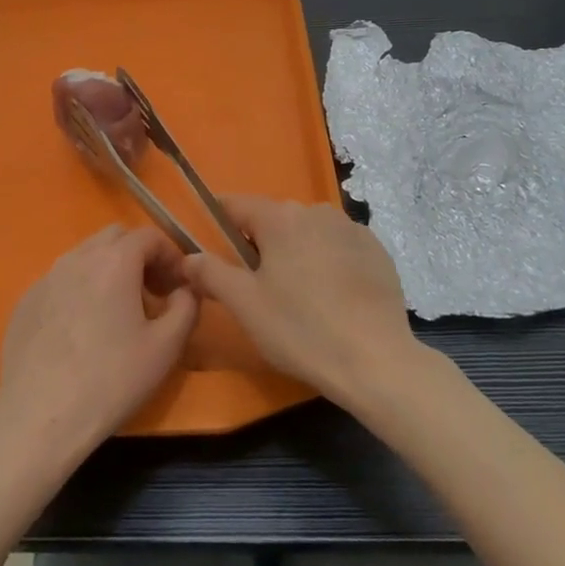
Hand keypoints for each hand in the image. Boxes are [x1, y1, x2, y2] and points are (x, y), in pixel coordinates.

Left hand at [0, 224, 197, 460]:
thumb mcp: (166, 347)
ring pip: (85, 256)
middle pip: (114, 237)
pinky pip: (61, 281)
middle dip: (138, 256)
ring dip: (108, 270)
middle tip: (150, 293)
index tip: (178, 285)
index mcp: (114, 260)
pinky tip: (81, 331)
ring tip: (116, 313)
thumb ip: (186, 306)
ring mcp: (46, 277)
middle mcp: (78, 257)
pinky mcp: (26, 301)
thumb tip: (185, 290)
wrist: (40, 418)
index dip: (170, 255)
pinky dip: (79, 290)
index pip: (149, 236)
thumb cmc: (111, 380)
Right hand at [184, 195, 420, 409]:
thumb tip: (187, 257)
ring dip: (296, 252)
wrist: (376, 360)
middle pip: (274, 219)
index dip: (219, 221)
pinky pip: (338, 246)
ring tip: (298, 295)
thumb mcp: (245, 305)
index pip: (236, 205)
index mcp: (280, 217)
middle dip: (260, 243)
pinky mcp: (377, 250)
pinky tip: (332, 298)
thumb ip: (211, 274)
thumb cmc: (300, 329)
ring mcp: (351, 228)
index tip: (212, 244)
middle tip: (257, 286)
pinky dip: (328, 262)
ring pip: (308, 232)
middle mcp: (316, 210)